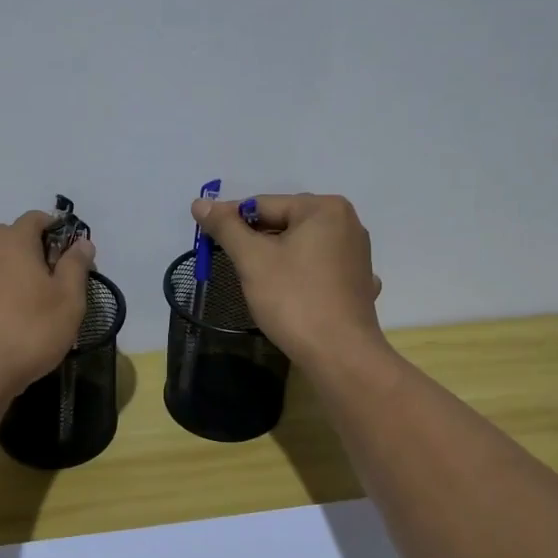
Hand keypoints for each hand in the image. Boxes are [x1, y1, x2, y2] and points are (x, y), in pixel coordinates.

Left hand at [0, 212, 95, 401]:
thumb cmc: (27, 333)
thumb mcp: (68, 302)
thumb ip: (76, 267)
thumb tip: (81, 243)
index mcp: (11, 242)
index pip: (36, 218)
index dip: (56, 231)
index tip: (69, 257)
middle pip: (9, 241)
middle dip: (30, 256)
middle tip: (49, 288)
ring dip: (5, 280)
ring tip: (21, 314)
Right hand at [191, 193, 384, 368]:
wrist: (339, 354)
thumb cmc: (294, 299)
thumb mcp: (252, 259)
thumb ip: (226, 227)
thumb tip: (200, 203)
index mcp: (324, 208)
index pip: (264, 204)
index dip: (231, 221)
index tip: (207, 238)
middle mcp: (347, 223)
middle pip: (285, 223)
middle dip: (256, 241)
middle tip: (230, 262)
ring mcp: (356, 254)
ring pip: (301, 247)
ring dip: (276, 258)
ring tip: (256, 280)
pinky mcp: (357, 283)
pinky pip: (319, 268)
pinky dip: (300, 275)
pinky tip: (289, 292)